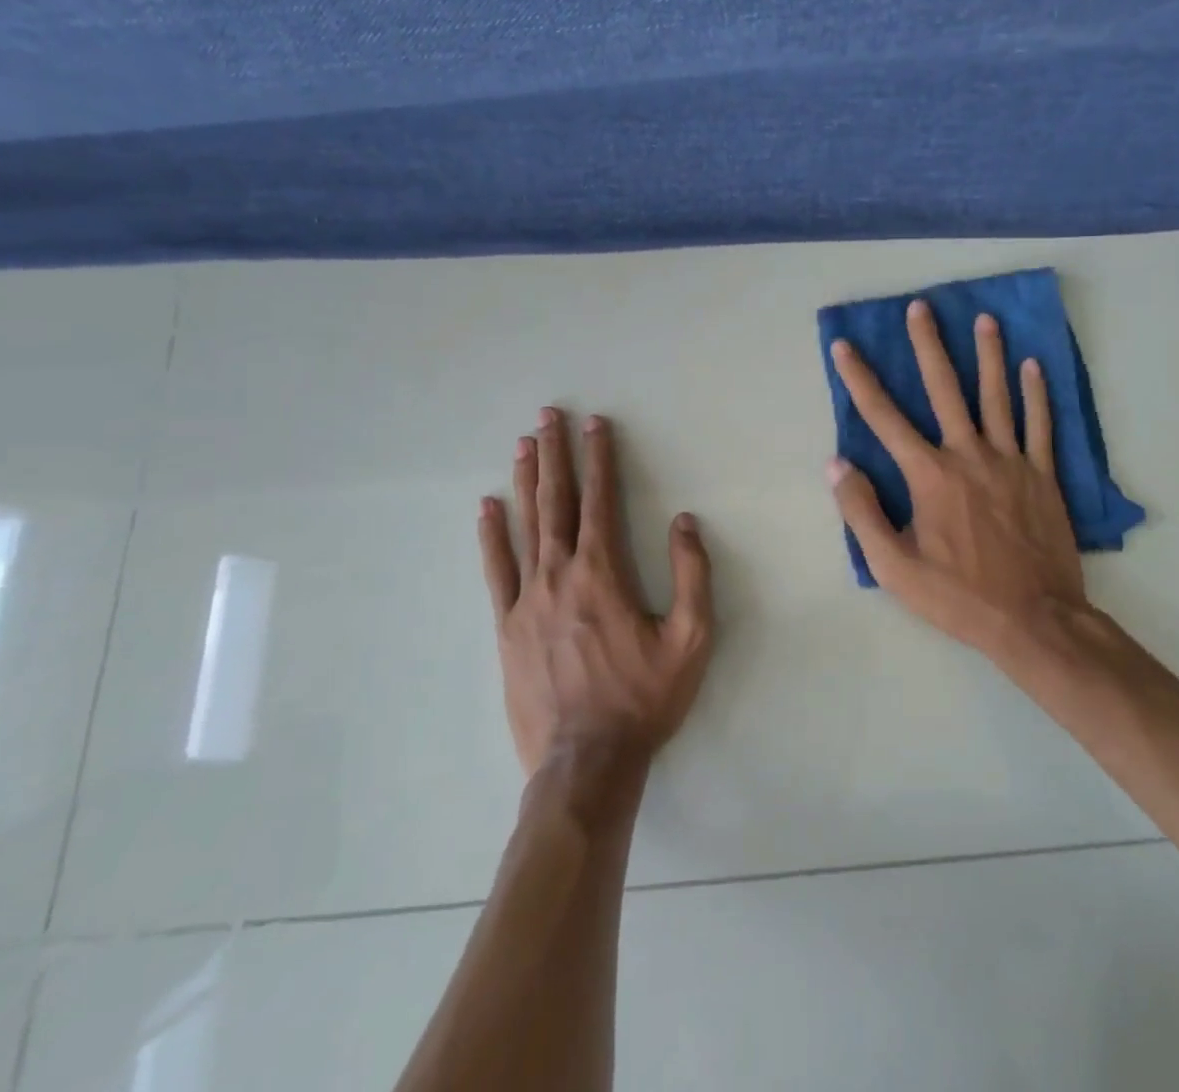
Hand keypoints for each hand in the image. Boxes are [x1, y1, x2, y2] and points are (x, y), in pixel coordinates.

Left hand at [479, 408, 714, 786]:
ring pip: (524, 526)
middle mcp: (560, 574)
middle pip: (556, 501)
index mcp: (603, 572)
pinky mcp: (505, 627)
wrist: (585, 762)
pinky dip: (491, 536)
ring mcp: (526, 599)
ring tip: (522, 444)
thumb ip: (692, 575)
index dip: (600, 458)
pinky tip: (486, 509)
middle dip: (554, 454)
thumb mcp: (691, 639)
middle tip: (547, 415)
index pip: (601, 500)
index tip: (595, 424)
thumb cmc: (643, 698)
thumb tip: (684, 522)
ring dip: (525, 481)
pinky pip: (495, 571)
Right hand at [826, 301, 1093, 657]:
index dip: (859, 379)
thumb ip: (861, 512)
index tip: (844, 346)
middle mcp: (968, 455)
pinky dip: (1037, 394)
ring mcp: (1011, 461)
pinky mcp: (1043, 475)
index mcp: (929, 475)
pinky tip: (1034, 366)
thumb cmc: (958, 595)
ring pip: (997, 396)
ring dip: (988, 355)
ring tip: (984, 319)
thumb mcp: (893, 566)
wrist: (1035, 619)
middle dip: (928, 345)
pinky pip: (1040, 425)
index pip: (883, 418)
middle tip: (921, 308)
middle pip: (944, 389)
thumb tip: (836, 464)